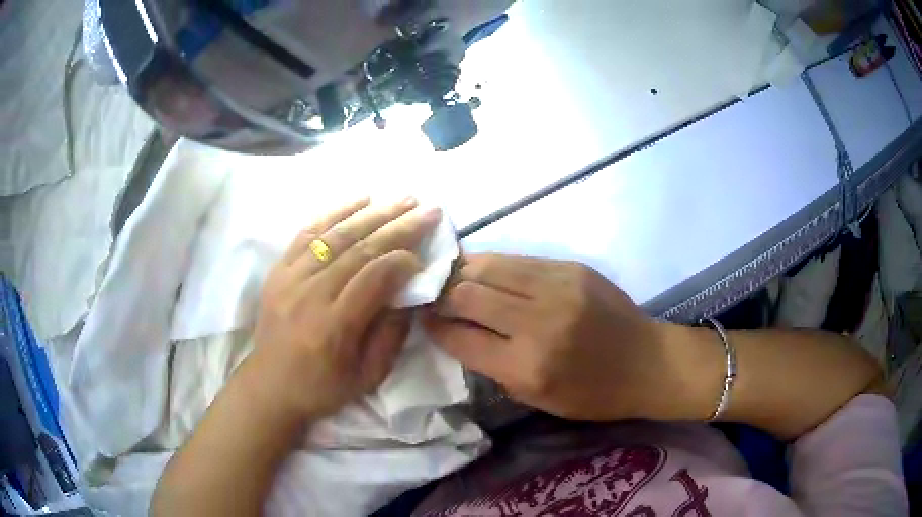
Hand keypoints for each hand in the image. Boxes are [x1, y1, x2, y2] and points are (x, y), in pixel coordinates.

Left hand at [252, 197, 441, 420]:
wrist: (270, 386)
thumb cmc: (323, 388)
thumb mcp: (368, 375)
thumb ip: (392, 333)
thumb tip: (411, 292)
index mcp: (333, 326)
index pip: (374, 277)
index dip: (403, 261)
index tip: (424, 256)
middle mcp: (310, 294)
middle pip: (359, 249)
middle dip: (399, 226)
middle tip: (428, 210)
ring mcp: (290, 277)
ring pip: (336, 235)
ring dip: (374, 213)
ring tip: (404, 199)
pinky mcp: (279, 269)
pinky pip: (309, 232)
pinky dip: (336, 212)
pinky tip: (361, 199)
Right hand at [424, 255, 706, 421]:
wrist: (648, 362)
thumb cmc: (593, 393)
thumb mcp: (537, 398)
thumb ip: (493, 365)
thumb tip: (456, 332)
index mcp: (527, 368)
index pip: (460, 337)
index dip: (434, 327)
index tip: (423, 320)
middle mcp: (538, 323)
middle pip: (467, 293)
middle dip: (441, 295)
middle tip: (432, 297)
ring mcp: (557, 288)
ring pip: (488, 266)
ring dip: (463, 272)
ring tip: (453, 279)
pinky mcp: (571, 268)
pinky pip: (518, 259)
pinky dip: (494, 266)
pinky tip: (487, 272)